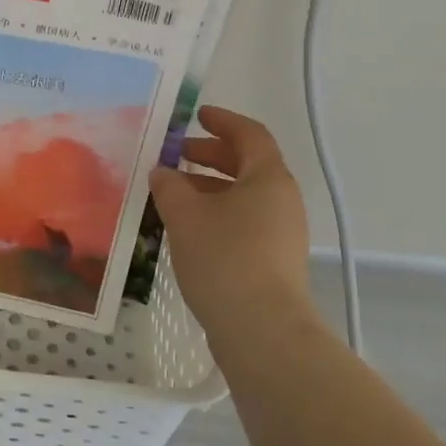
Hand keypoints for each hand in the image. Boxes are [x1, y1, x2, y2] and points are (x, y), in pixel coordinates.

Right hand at [148, 106, 311, 340]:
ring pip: (245, 196)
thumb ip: (170, 186)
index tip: (197, 115)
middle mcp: (282, 200)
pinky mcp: (275, 261)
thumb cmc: (224, 257)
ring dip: (211, 187)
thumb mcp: (185, 215)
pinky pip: (245, 222)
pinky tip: (189, 228)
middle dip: (211, 155)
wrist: (262, 330)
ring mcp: (283, 233)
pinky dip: (218, 213)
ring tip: (175, 193)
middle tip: (177, 155)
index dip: (223, 121)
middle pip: (248, 164)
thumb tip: (162, 172)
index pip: (250, 134)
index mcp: (268, 177)